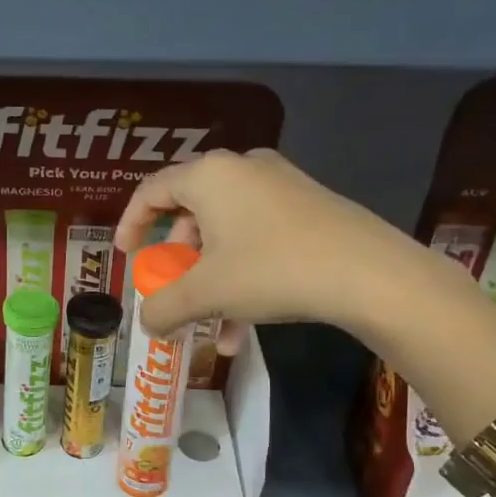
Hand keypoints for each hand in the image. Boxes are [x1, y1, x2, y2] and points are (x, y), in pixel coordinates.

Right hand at [113, 148, 456, 342]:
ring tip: (211, 324)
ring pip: (226, 232)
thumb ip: (163, 308)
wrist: (370, 275)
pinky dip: (242, 275)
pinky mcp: (309, 207)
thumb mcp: (206, 293)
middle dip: (177, 261)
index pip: (152, 191)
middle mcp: (243, 169)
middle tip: (172, 290)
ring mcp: (280, 186)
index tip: (125, 255)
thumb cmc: (272, 270)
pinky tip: (244, 327)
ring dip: (210, 279)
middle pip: (191, 213)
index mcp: (210, 176)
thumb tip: (146, 325)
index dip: (131, 223)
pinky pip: (257, 237)